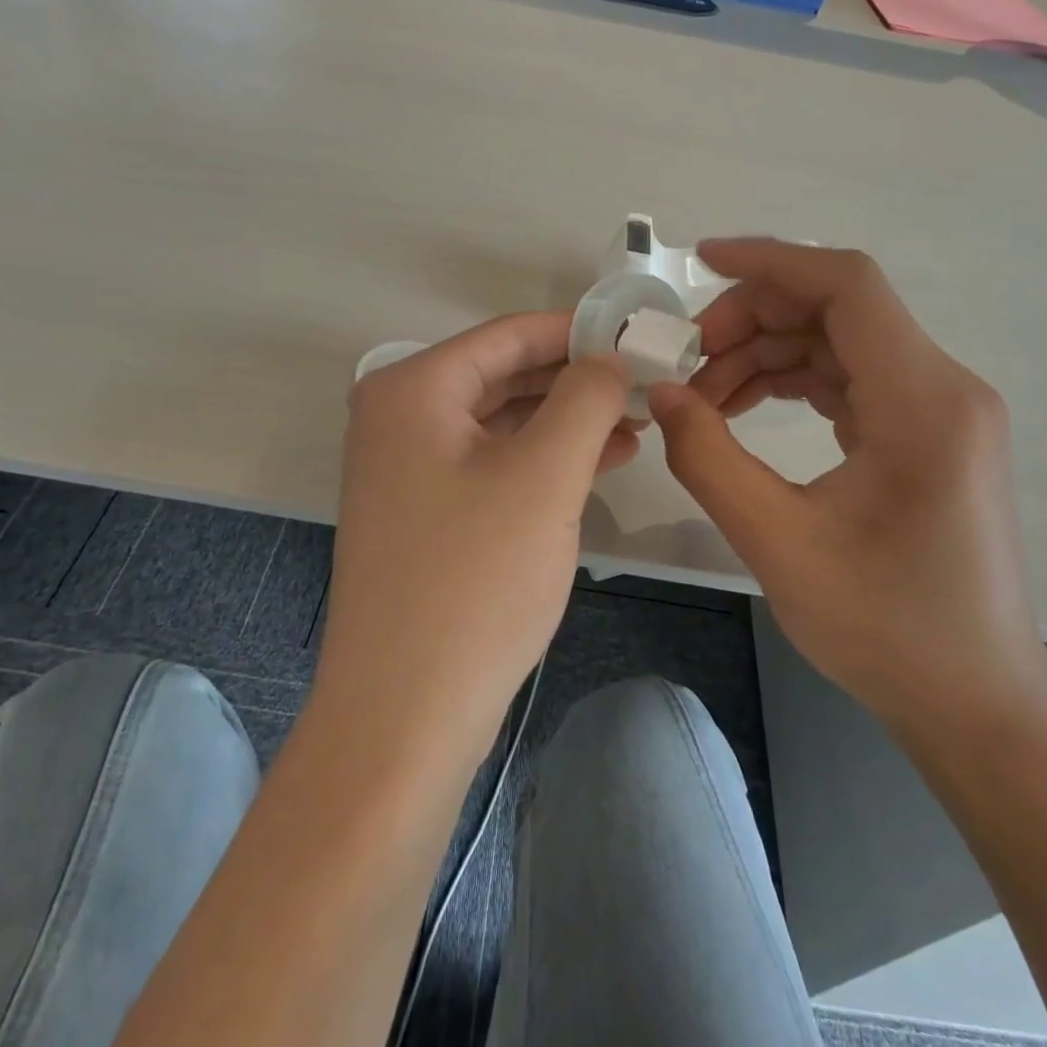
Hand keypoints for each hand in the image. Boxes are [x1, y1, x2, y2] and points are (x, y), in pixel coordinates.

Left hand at [315, 312, 634, 762]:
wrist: (404, 715)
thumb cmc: (474, 581)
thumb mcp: (544, 475)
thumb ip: (585, 398)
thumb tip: (609, 357)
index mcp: (412, 388)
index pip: (509, 336)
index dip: (579, 331)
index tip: (640, 336)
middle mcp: (399, 416)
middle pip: (504, 375)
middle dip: (577, 379)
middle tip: (647, 383)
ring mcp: (406, 467)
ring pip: (502, 421)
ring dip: (567, 420)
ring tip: (637, 423)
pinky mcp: (424, 511)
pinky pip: (492, 462)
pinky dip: (544, 458)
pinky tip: (602, 461)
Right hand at [649, 239, 1046, 731]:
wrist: (976, 701)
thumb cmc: (886, 629)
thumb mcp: (777, 543)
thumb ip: (708, 458)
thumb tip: (664, 393)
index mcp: (923, 402)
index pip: (847, 287)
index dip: (771, 261)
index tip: (701, 262)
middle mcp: (943, 388)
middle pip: (838, 308)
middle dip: (752, 317)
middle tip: (688, 357)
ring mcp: (939, 409)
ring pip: (838, 340)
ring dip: (766, 351)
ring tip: (705, 395)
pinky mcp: (925, 431)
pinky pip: (850, 376)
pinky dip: (791, 378)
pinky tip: (744, 407)